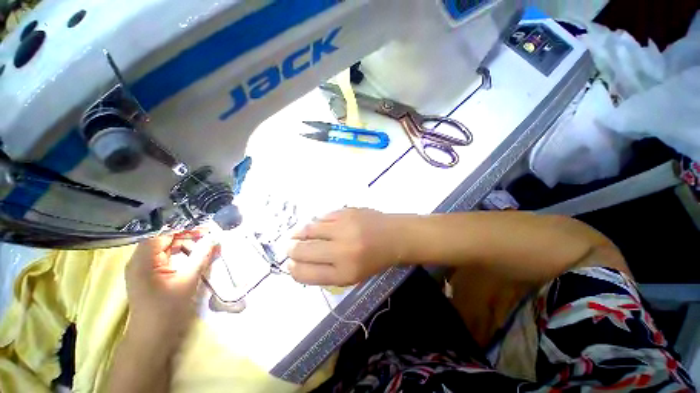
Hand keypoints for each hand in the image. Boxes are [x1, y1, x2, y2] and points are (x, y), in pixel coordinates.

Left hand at [125, 229, 219, 338]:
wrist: (152, 337)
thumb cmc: (168, 310)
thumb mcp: (188, 280)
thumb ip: (201, 256)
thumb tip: (215, 238)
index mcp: (143, 260)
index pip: (163, 233)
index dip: (185, 228)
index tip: (206, 228)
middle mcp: (138, 260)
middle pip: (163, 238)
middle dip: (187, 235)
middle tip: (209, 237)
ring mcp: (142, 267)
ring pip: (165, 247)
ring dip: (184, 244)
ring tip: (204, 246)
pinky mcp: (147, 274)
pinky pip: (164, 256)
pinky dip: (179, 253)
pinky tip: (193, 256)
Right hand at [287, 208, 405, 285]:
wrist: (394, 237)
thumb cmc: (373, 260)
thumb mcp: (351, 275)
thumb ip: (325, 272)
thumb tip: (299, 262)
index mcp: (344, 273)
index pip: (306, 273)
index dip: (293, 269)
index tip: (290, 264)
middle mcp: (342, 251)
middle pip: (303, 250)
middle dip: (291, 249)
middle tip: (289, 247)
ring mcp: (344, 228)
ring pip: (309, 229)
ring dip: (298, 233)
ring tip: (297, 235)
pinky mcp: (347, 212)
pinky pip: (322, 217)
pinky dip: (316, 222)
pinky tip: (317, 226)